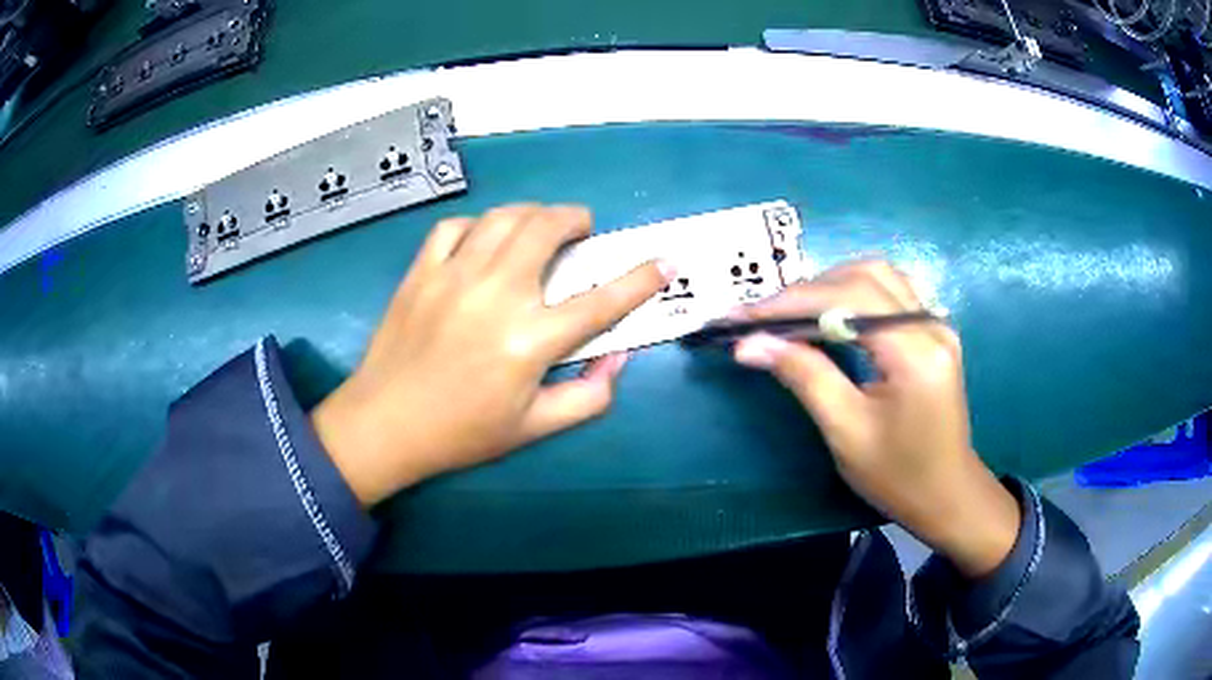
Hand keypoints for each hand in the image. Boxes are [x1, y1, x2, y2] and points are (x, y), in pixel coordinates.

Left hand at [311, 204, 671, 505]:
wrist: (385, 424)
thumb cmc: (462, 432)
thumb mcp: (534, 428)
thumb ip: (588, 396)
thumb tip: (620, 359)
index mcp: (531, 340)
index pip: (601, 301)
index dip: (641, 279)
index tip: (664, 261)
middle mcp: (497, 295)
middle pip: (547, 229)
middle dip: (575, 218)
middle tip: (582, 229)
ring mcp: (455, 276)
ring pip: (504, 217)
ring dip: (532, 213)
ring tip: (539, 226)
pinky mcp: (421, 272)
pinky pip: (454, 227)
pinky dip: (477, 225)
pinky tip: (482, 240)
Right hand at [732, 261, 1019, 577]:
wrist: (946, 494)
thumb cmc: (898, 476)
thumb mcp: (846, 431)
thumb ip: (803, 376)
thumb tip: (750, 344)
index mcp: (915, 352)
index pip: (847, 300)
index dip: (790, 302)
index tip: (741, 317)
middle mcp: (931, 324)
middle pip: (862, 277)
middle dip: (805, 292)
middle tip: (760, 317)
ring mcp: (937, 323)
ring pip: (878, 275)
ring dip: (829, 285)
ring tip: (790, 313)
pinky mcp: (934, 330)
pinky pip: (891, 291)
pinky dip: (853, 292)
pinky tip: (832, 312)